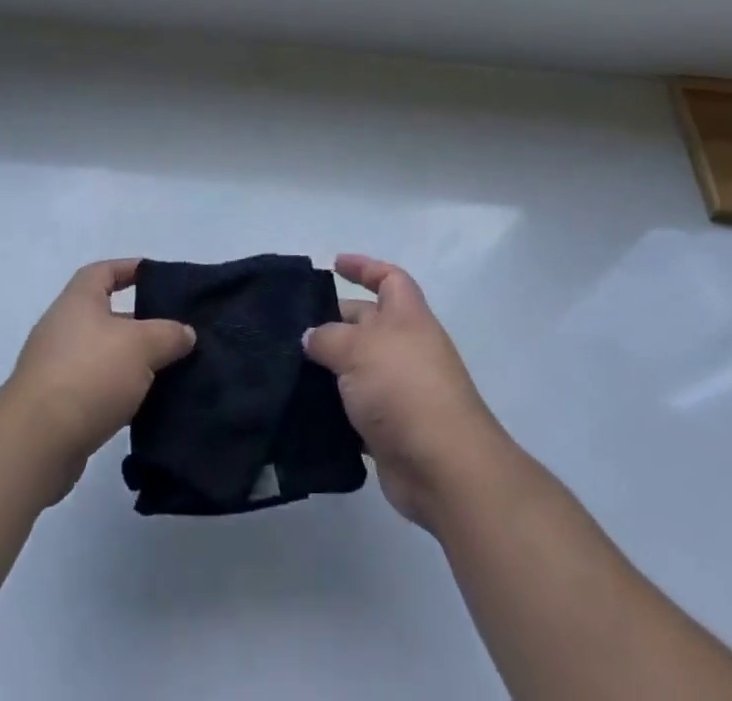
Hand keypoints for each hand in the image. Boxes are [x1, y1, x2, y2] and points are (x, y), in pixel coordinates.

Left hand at [2, 259, 194, 497]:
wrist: (36, 443)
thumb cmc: (90, 374)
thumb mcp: (142, 345)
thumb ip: (169, 334)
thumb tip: (185, 333)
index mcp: (78, 301)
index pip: (104, 271)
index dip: (130, 269)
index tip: (159, 278)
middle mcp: (63, 328)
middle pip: (107, 315)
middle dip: (141, 323)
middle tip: (174, 332)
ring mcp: (56, 368)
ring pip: (104, 355)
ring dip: (132, 362)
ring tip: (168, 370)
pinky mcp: (56, 407)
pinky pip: (95, 388)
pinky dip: (118, 393)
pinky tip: (145, 405)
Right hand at [303, 254, 512, 532]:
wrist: (443, 467)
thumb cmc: (403, 388)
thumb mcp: (357, 347)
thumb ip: (328, 337)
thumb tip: (311, 337)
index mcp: (407, 317)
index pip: (389, 278)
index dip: (364, 267)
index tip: (334, 264)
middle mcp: (406, 348)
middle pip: (368, 322)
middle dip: (334, 320)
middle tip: (293, 326)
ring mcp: (400, 391)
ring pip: (358, 369)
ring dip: (329, 369)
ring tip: (288, 367)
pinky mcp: (390, 431)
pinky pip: (355, 411)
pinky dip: (333, 410)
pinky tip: (302, 410)